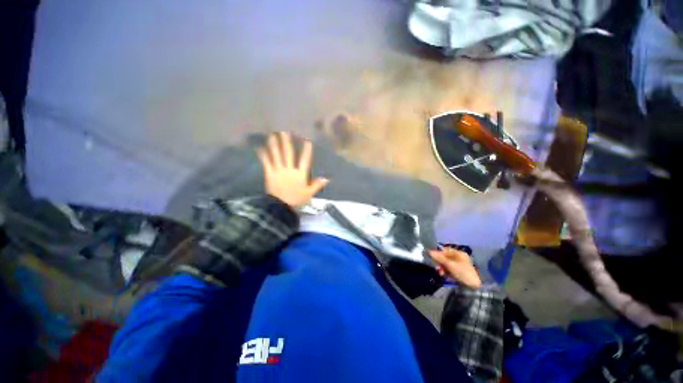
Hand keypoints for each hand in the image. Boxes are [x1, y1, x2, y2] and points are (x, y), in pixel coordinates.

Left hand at [257, 132, 328, 207]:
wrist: (281, 207)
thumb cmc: (296, 199)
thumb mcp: (309, 193)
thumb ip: (317, 185)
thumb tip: (327, 178)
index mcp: (300, 174)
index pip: (305, 160)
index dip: (306, 151)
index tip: (307, 141)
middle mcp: (289, 170)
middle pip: (288, 154)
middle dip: (287, 143)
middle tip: (285, 132)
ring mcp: (279, 171)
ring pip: (277, 156)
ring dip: (274, 145)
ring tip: (272, 135)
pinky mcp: (270, 174)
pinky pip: (266, 163)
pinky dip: (263, 156)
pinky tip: (260, 148)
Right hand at [428, 248, 481, 288]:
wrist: (473, 288)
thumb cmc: (462, 273)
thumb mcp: (449, 265)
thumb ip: (439, 258)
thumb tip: (428, 251)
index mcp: (459, 253)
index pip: (445, 250)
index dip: (438, 253)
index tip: (431, 257)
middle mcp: (459, 258)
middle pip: (445, 258)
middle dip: (440, 263)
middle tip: (436, 268)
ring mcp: (459, 265)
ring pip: (447, 264)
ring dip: (442, 268)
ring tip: (440, 273)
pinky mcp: (459, 272)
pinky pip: (449, 269)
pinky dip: (446, 272)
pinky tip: (444, 276)